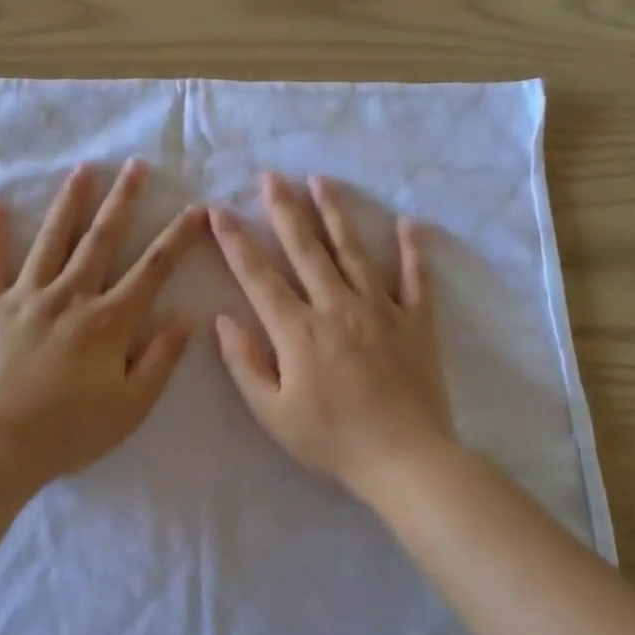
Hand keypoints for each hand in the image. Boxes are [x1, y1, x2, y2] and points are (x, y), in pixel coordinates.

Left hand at [0, 161, 205, 485]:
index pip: (152, 268)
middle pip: (102, 238)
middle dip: (123, 200)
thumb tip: (185, 315)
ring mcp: (26, 296)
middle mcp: (70, 295)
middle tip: (136, 166)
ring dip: (70, 202)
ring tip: (83, 170)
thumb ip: (161, 358)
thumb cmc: (71, 430)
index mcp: (109, 320)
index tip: (196, 209)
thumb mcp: (132, 405)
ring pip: (52, 239)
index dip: (177, 237)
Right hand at [211, 173, 455, 505]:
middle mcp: (336, 307)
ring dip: (335, 214)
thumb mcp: (273, 413)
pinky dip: (411, 250)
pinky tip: (407, 223)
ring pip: (353, 251)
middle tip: (271, 176)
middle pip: (305, 249)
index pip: (258, 276)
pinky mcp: (416, 322)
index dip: (235, 241)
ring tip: (321, 181)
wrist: (404, 458)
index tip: (218, 210)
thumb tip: (223, 320)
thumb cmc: (331, 439)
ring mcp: (380, 310)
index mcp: (298, 330)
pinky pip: (415, 279)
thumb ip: (245, 364)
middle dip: (284, 210)